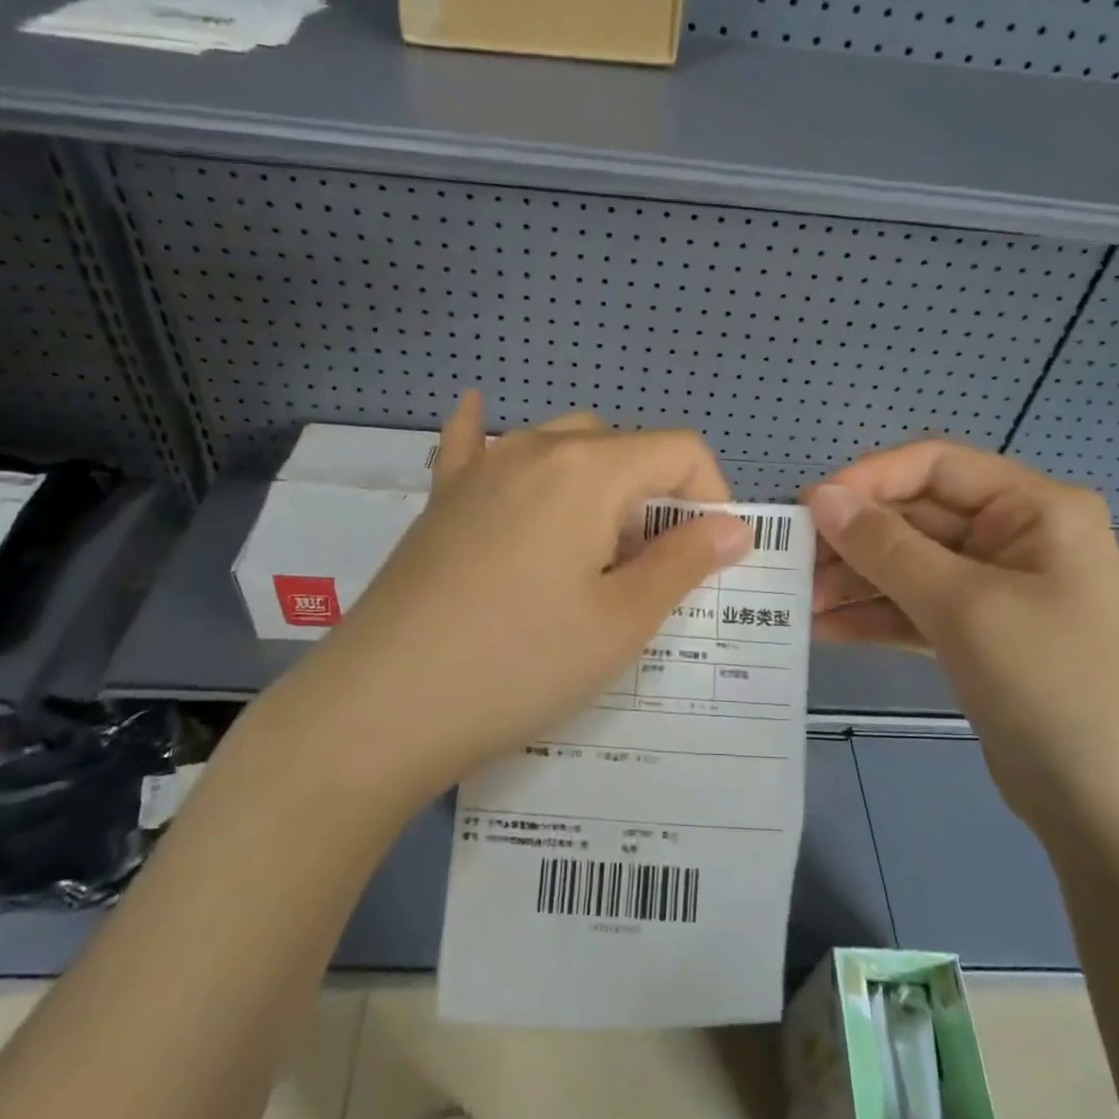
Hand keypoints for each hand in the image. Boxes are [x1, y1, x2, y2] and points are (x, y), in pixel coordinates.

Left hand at [272, 393, 751, 806]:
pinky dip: (491, 434)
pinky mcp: (441, 498)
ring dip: (596, 480)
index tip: (712, 556)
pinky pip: (472, 445)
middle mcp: (533, 448)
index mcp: (588, 469)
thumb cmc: (520, 663)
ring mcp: (479, 468)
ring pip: (559, 444)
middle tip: (648, 569)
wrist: (384, 704)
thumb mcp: (621, 621)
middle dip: (653, 495)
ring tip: (592, 545)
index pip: (678, 449)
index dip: (712, 495)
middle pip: (620, 445)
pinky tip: (479, 414)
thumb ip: (684, 562)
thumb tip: (733, 528)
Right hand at [804, 441, 1118, 841]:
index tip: (808, 508)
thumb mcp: (963, 606)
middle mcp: (1017, 538)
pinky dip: (873, 616)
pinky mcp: (980, 636)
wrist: (1113, 812)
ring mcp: (998, 590)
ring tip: (797, 601)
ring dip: (855, 581)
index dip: (869, 479)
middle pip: (918, 517)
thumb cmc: (1051, 685)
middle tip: (791, 563)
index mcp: (1035, 509)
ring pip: (911, 566)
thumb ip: (887, 547)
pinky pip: (916, 609)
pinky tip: (824, 629)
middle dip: (854, 540)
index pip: (936, 466)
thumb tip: (821, 497)